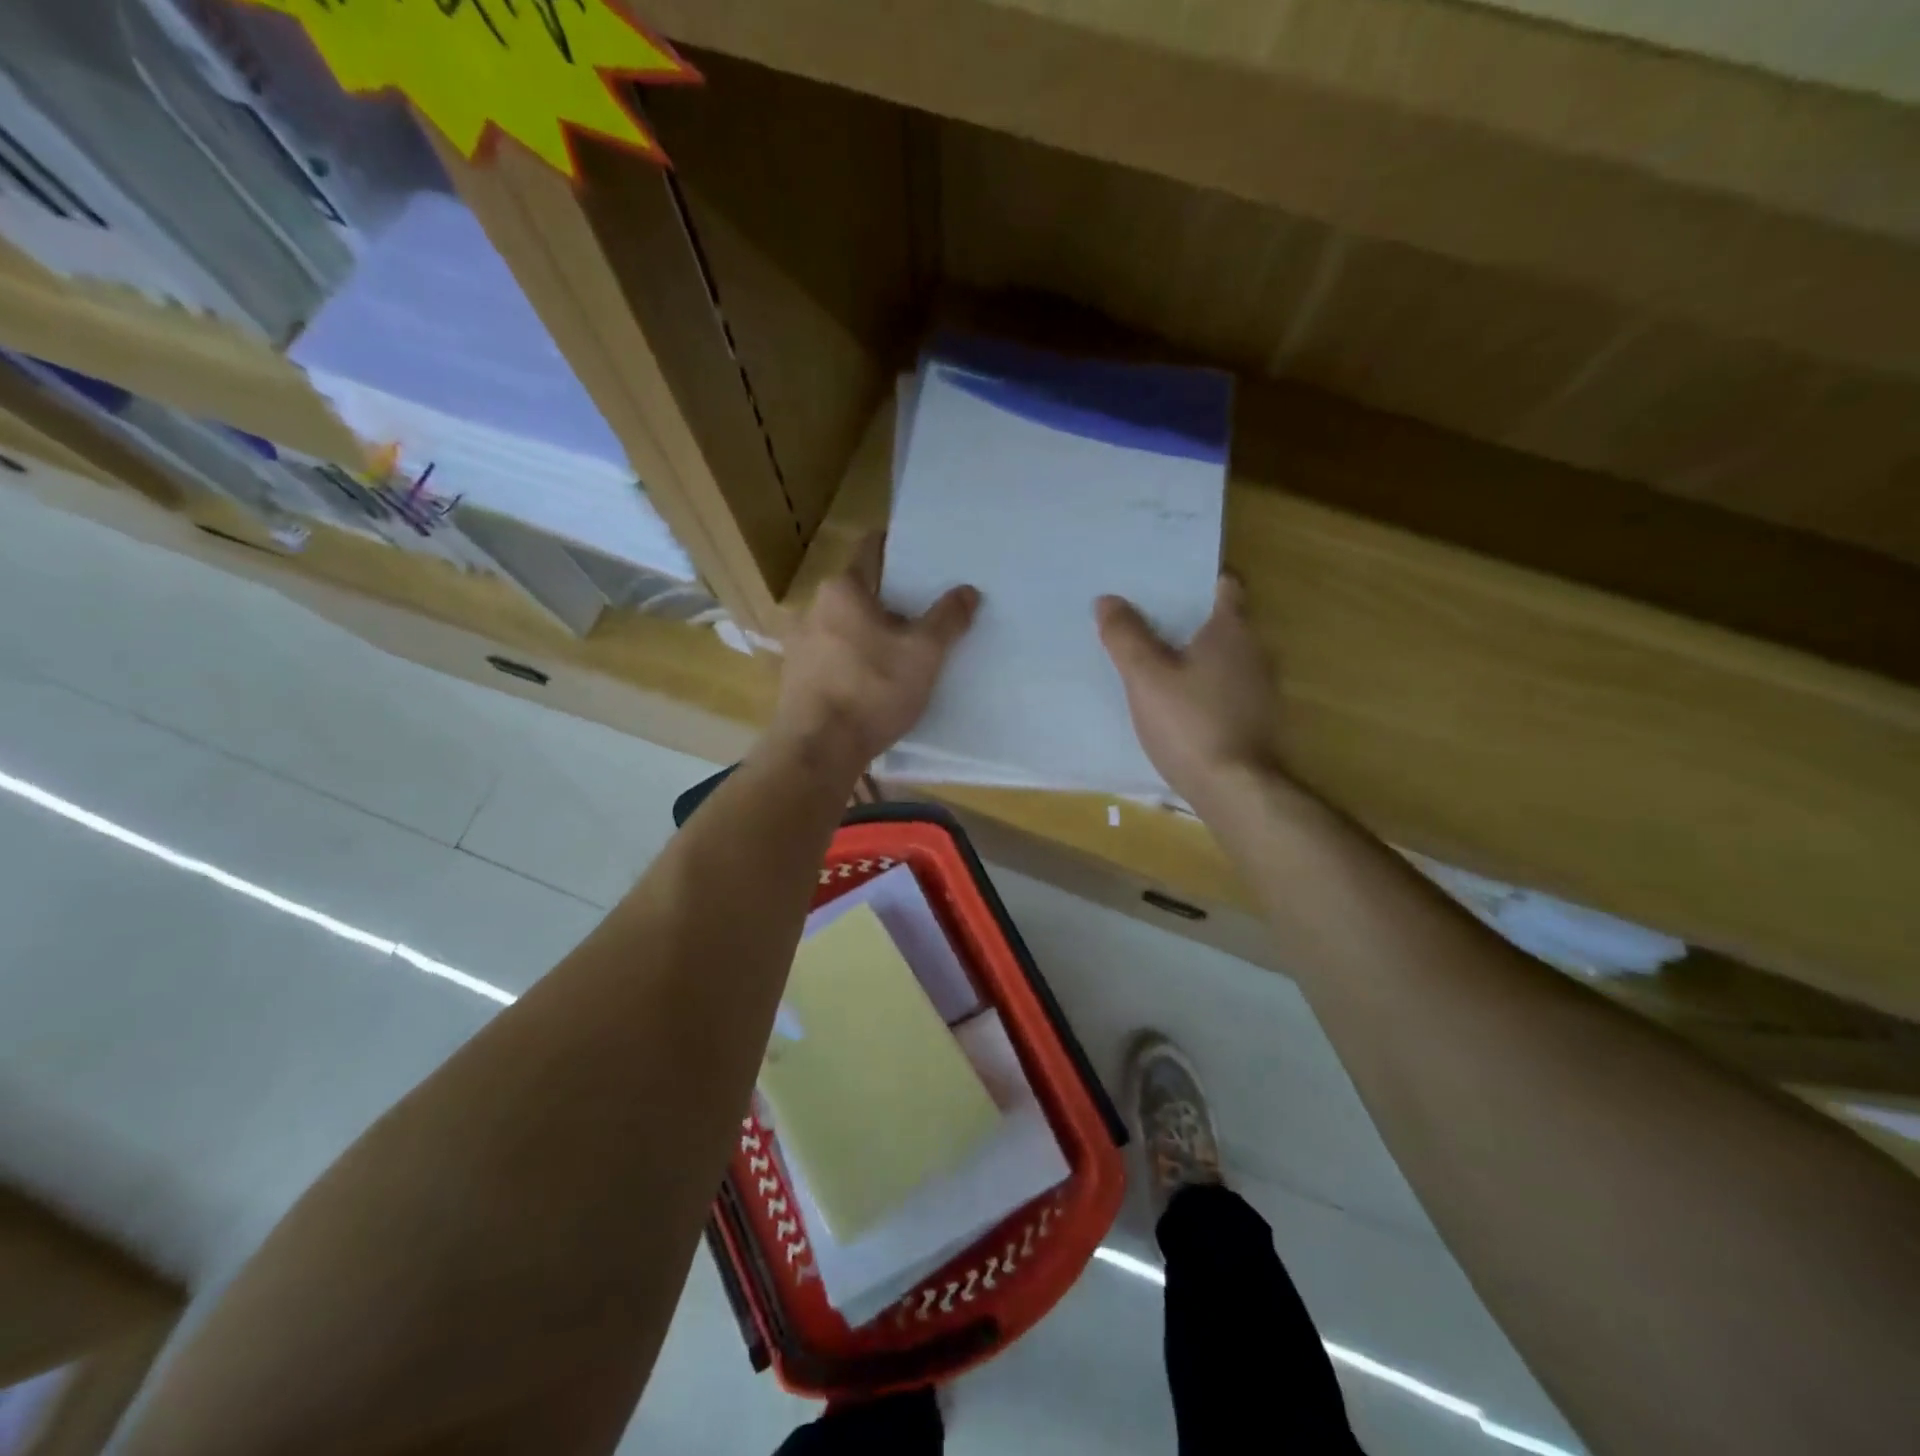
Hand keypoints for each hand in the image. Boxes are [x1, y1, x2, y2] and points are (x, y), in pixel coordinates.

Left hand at [772, 534, 979, 771]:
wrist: (818, 749)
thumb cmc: (872, 689)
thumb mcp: (923, 654)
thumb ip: (947, 619)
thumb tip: (968, 591)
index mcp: (843, 590)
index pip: (871, 550)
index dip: (898, 549)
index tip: (922, 558)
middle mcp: (813, 608)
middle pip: (859, 593)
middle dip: (890, 601)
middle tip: (923, 615)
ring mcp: (798, 645)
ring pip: (844, 627)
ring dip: (870, 635)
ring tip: (901, 653)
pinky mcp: (795, 678)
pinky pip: (832, 657)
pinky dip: (853, 661)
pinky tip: (873, 683)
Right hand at [1096, 576, 1283, 804]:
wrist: (1234, 790)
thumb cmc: (1189, 723)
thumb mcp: (1146, 678)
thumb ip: (1126, 636)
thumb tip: (1108, 599)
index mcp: (1232, 631)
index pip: (1224, 586)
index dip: (1197, 581)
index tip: (1165, 585)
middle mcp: (1255, 652)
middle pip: (1223, 622)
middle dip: (1188, 620)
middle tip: (1145, 621)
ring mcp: (1262, 688)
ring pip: (1225, 658)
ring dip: (1196, 656)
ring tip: (1156, 662)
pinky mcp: (1257, 720)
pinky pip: (1227, 688)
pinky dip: (1205, 687)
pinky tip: (1177, 703)